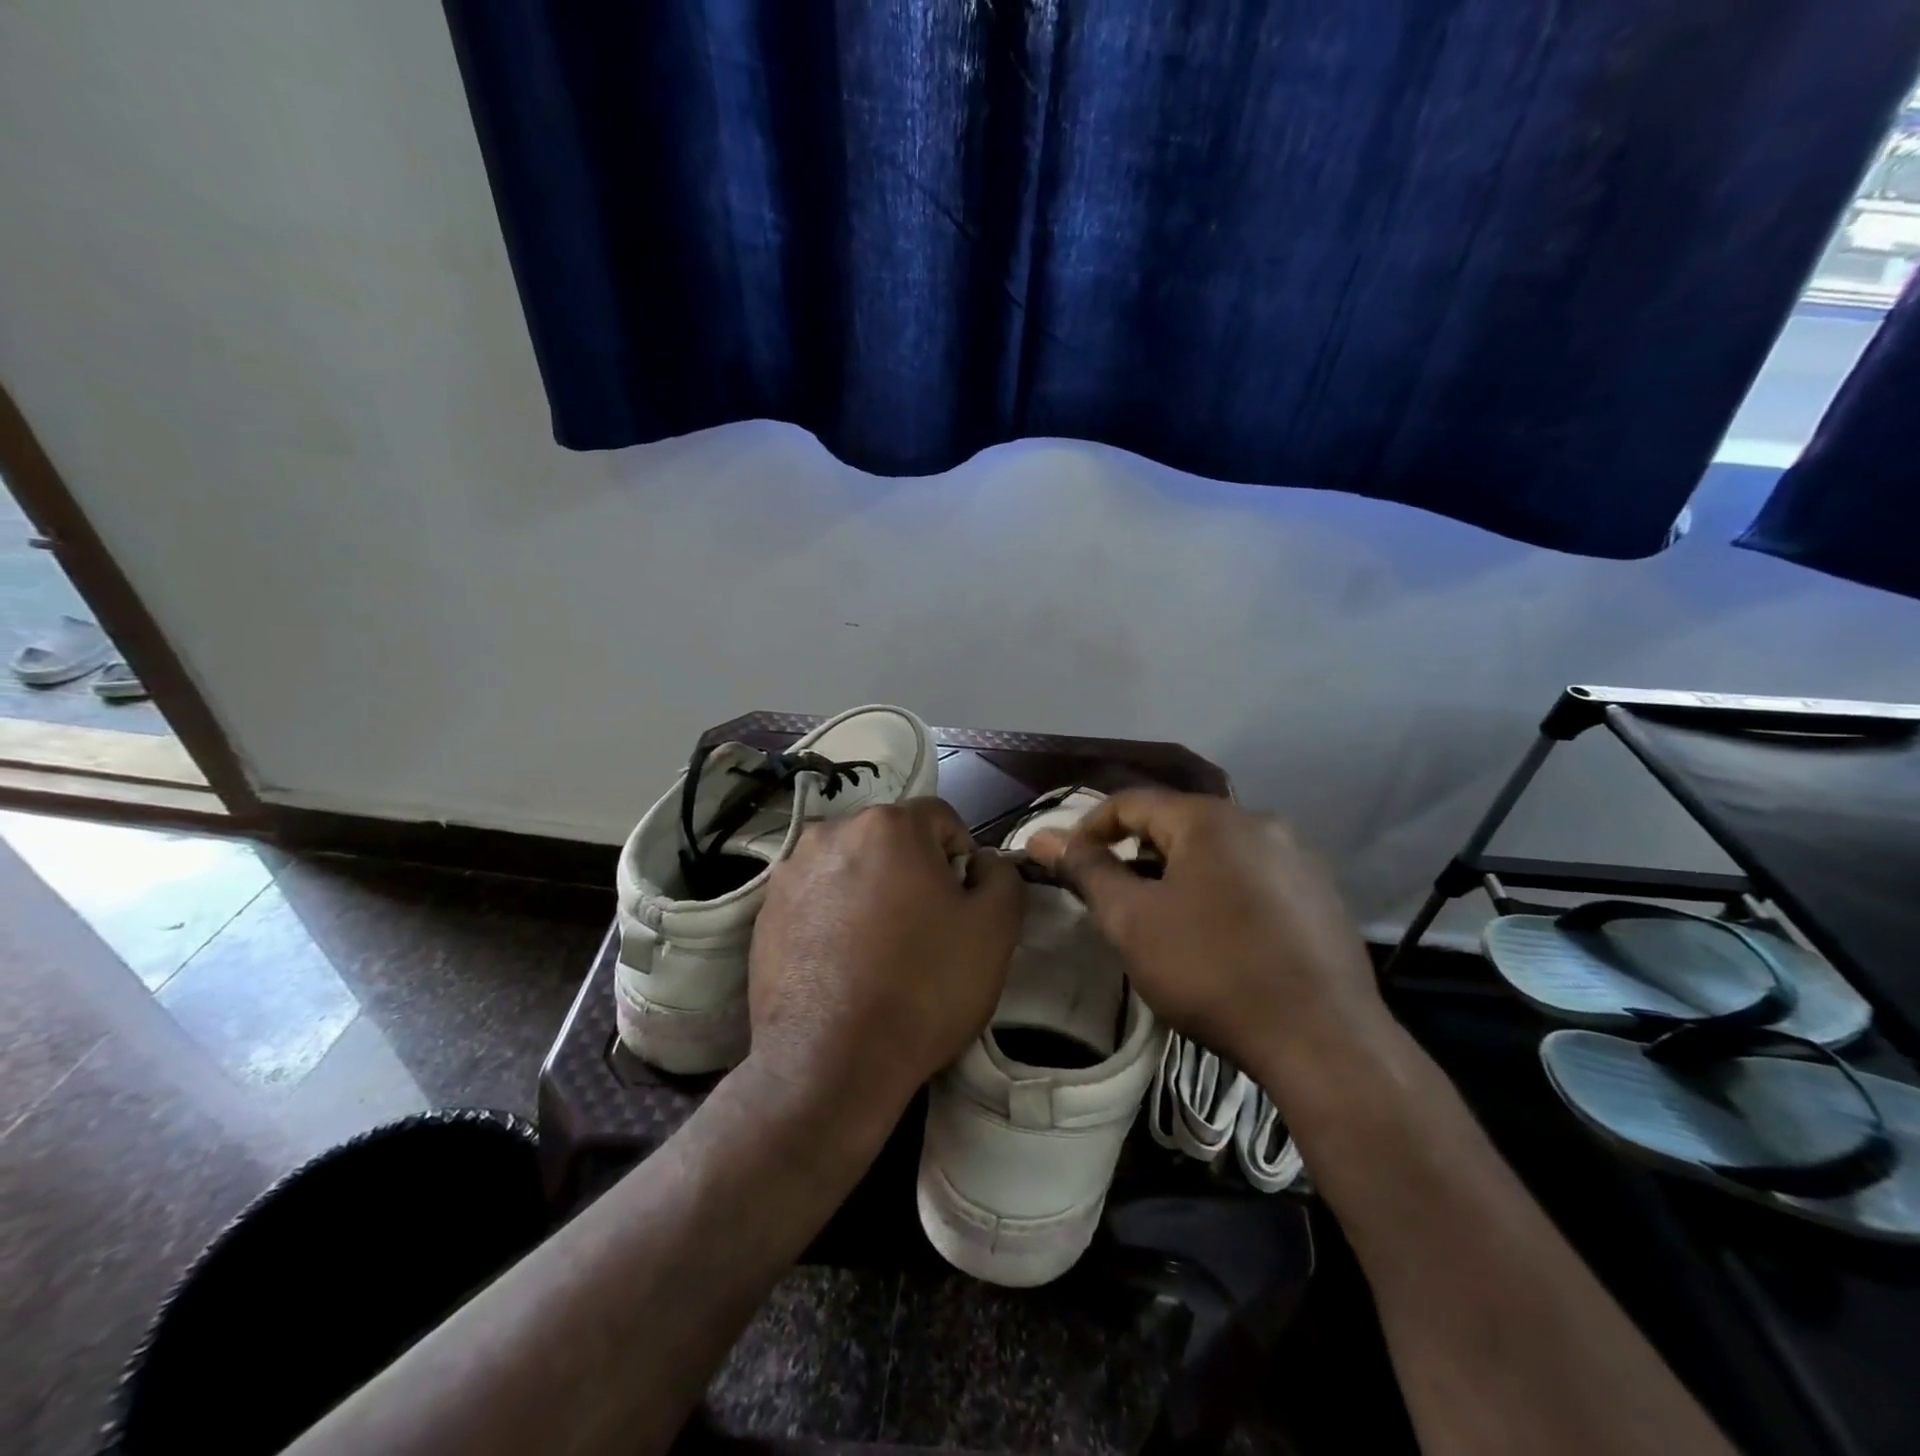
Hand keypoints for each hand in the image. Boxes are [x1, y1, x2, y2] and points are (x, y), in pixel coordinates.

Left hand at [747, 797, 1022, 1126]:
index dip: (961, 858)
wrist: (830, 1064)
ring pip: (851, 866)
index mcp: (888, 825)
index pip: (942, 820)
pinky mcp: (764, 912)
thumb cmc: (923, 988)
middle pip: (891, 839)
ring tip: (878, 948)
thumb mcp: (994, 929)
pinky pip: (816, 897)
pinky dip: (834, 915)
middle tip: (923, 928)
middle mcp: (832, 831)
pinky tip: (842, 962)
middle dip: (913, 870)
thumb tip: (982, 863)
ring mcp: (790, 872)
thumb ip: (1001, 876)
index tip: (960, 905)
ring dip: (871, 889)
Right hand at [1027, 790, 1385, 1081]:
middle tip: (1113, 899)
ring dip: (1179, 874)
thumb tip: (1042, 837)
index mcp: (1210, 818)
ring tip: (1163, 921)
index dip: (1089, 828)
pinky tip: (1220, 937)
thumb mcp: (1132, 921)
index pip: (1131, 802)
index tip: (1067, 865)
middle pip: (1177, 824)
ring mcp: (1298, 856)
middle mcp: (1259, 821)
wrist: (1324, 1040)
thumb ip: (1086, 871)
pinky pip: (1253, 875)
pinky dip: (1221, 891)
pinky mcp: (1321, 893)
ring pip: (1217, 851)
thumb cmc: (1212, 971)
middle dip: (1135, 854)